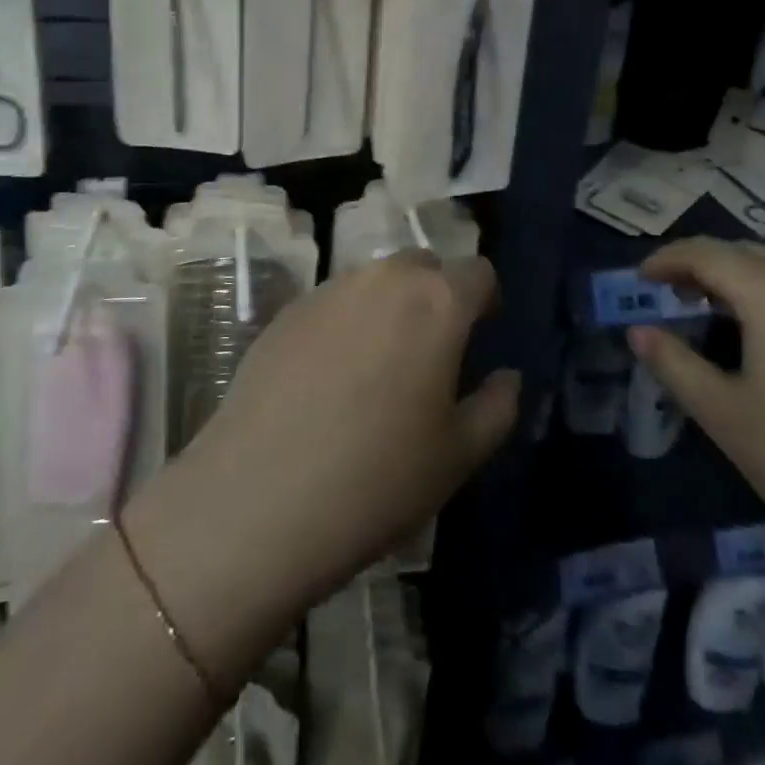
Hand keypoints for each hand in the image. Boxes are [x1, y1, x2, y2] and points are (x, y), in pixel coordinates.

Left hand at [123, 252, 519, 683]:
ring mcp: (330, 288)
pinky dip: (346, 321)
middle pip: (424, 266)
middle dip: (436, 294)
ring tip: (378, 365)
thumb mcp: (459, 457)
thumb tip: (507, 376)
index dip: (486, 299)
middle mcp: (385, 278)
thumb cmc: (377, 480)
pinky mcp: (287, 309)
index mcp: (437, 301)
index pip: (478, 272)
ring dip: (390, 305)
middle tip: (431, 350)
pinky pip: (334, 301)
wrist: (257, 499)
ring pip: (376, 280)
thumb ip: (497, 406)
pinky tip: (329, 377)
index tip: (481, 333)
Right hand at [629, 238, 764, 588]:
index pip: (706, 253)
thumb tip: (638, 332)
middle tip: (672, 293)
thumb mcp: (726, 416)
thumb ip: (675, 365)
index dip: (667, 259)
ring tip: (716, 311)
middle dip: (702, 264)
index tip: (641, 278)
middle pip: (745, 253)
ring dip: (741, 278)